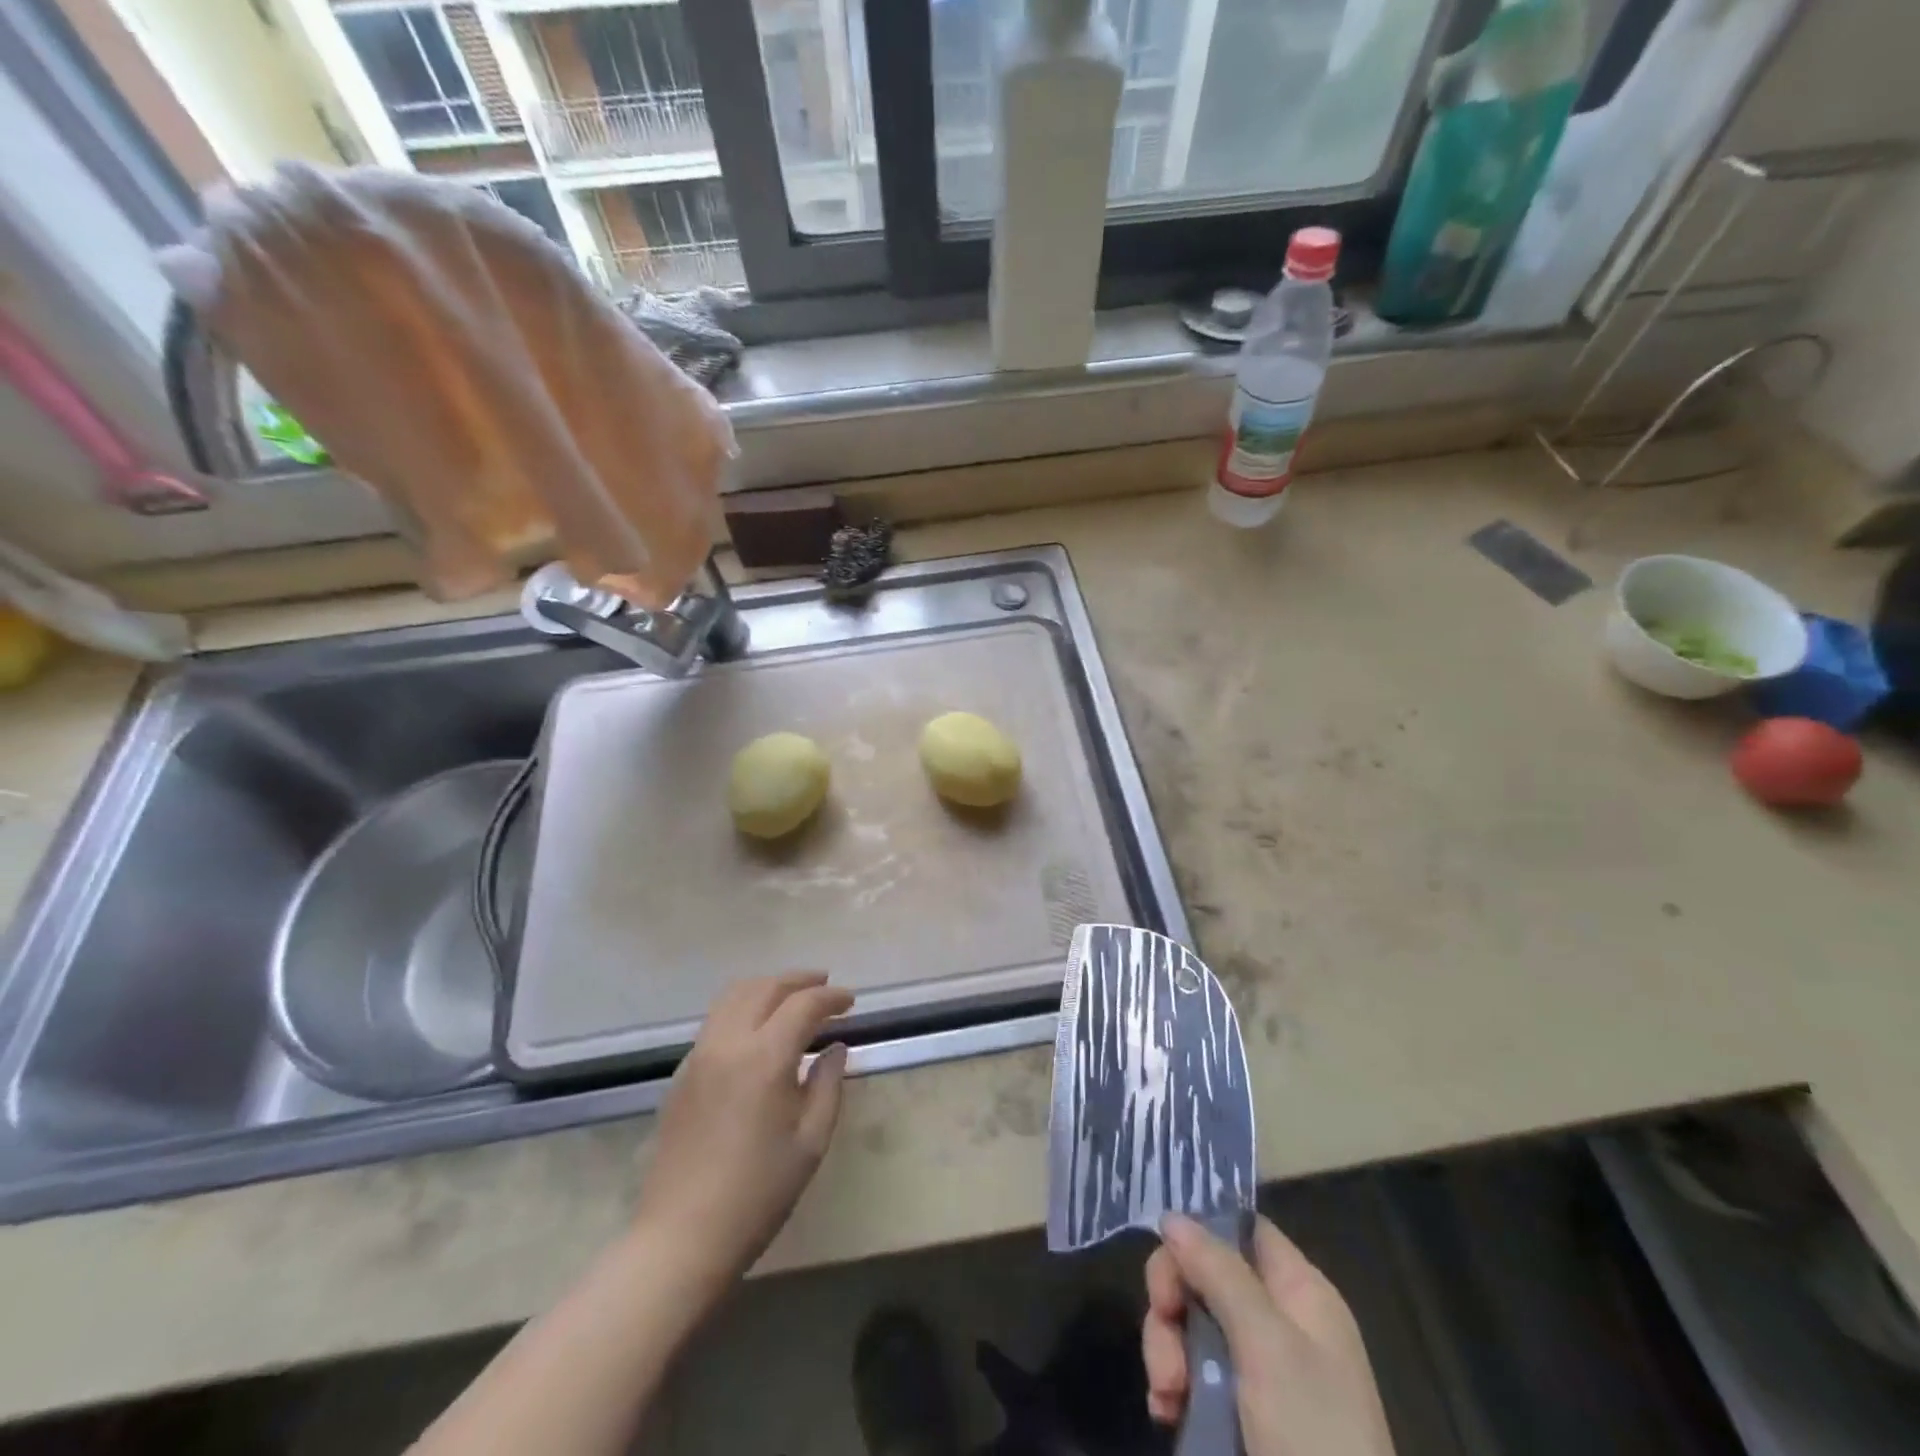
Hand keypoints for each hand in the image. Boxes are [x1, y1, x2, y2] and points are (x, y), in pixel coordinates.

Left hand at [634, 972, 852, 1300]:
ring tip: (791, 997)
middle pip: (765, 987)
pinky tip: (758, 1030)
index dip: (831, 997)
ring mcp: (699, 1055)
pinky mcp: (681, 1073)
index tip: (850, 1002)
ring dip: (767, 987)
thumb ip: (827, 1085)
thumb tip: (834, 1048)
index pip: (803, 1005)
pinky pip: (716, 1020)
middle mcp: (728, 1043)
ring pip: (734, 996)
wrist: (681, 1237)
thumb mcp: (810, 1142)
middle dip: (799, 980)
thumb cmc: (758, 1193)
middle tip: (824, 986)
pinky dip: (743, 1008)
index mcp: (765, 1057)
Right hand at [1142, 1213, 1396, 1455]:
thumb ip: (1218, 1271)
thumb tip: (1173, 1216)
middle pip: (1206, 1275)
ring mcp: (1258, 1373)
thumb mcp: (1266, 1344)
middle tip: (1163, 1326)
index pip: (1243, 1229)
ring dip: (1166, 1350)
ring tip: (1165, 1394)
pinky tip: (1165, 1411)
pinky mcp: (1237, 1416)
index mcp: (1300, 1294)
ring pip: (1191, 1326)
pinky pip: (1191, 1375)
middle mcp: (1278, 1323)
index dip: (1202, 1229)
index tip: (1166, 1249)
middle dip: (1173, 1299)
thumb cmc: (1312, 1434)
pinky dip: (1171, 1386)